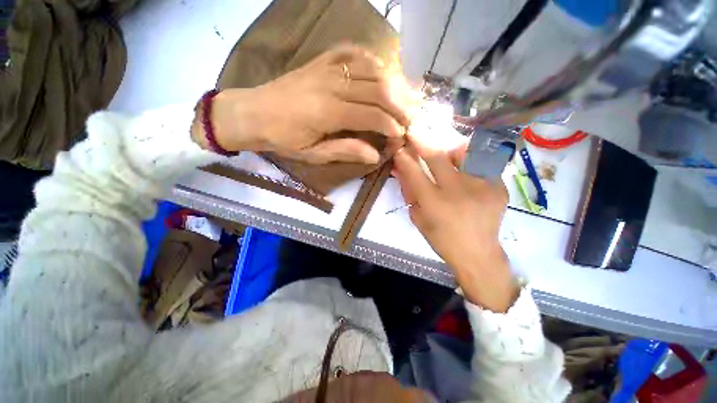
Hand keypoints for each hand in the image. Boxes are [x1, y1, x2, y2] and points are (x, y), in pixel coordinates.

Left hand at [193, 46, 410, 163]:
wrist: (253, 113)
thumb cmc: (283, 139)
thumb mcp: (313, 154)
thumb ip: (346, 151)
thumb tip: (376, 155)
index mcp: (327, 112)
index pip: (371, 115)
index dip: (391, 125)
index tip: (402, 135)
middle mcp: (331, 84)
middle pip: (378, 87)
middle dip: (400, 103)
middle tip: (411, 117)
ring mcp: (327, 67)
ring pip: (371, 67)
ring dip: (393, 82)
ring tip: (405, 97)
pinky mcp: (322, 60)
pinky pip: (354, 52)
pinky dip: (373, 61)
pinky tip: (382, 73)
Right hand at [392, 134, 517, 312]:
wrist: (478, 253)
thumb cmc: (442, 238)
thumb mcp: (418, 218)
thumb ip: (409, 191)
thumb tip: (400, 167)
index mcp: (434, 204)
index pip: (414, 172)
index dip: (404, 156)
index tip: (399, 146)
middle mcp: (458, 191)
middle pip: (438, 156)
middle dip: (422, 139)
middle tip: (414, 129)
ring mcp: (482, 186)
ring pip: (464, 151)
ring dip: (450, 145)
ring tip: (445, 148)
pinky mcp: (498, 186)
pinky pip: (481, 162)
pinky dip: (469, 159)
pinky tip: (464, 166)